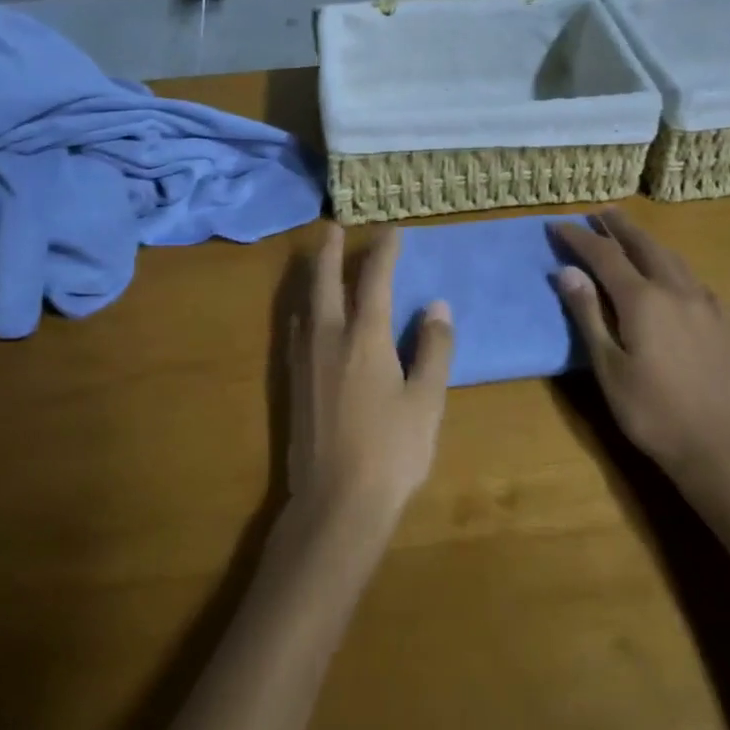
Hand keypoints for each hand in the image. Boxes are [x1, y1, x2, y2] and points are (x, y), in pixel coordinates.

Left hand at [288, 225, 454, 528]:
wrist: (336, 502)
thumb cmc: (392, 451)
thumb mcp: (426, 401)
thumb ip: (433, 349)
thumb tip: (437, 306)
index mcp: (365, 338)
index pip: (374, 280)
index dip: (384, 252)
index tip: (391, 231)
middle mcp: (329, 338)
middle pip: (326, 282)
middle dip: (331, 252)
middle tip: (333, 228)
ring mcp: (305, 360)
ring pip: (305, 303)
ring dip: (312, 276)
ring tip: (317, 261)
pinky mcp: (293, 382)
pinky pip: (295, 329)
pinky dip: (301, 308)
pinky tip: (304, 315)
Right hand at [550, 211, 729, 474]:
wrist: (721, 446)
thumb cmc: (652, 411)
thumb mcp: (608, 367)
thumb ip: (587, 315)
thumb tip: (566, 271)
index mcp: (643, 300)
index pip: (604, 255)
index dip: (579, 238)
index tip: (557, 225)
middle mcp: (676, 290)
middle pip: (643, 245)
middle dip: (618, 226)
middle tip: (598, 212)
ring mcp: (705, 303)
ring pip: (672, 257)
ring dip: (646, 240)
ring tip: (629, 232)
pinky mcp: (723, 320)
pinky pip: (693, 277)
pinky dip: (672, 263)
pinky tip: (670, 272)